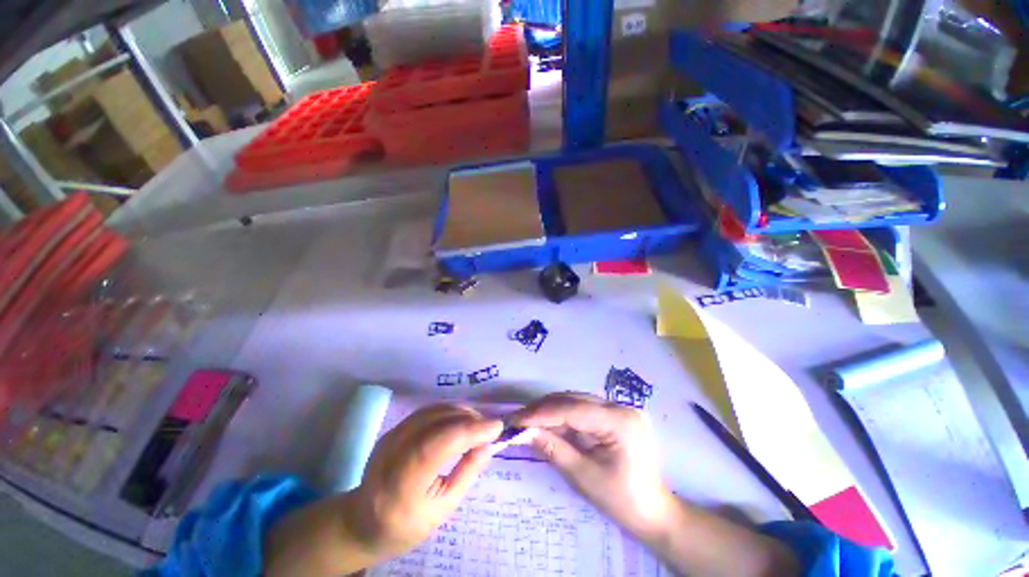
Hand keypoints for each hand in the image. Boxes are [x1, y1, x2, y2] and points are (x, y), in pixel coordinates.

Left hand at [345, 404, 502, 558]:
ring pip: (433, 410)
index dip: (471, 429)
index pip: (441, 442)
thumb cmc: (404, 525)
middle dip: (469, 418)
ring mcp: (391, 436)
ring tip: (477, 424)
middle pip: (437, 421)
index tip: (497, 427)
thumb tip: (487, 445)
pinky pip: (427, 412)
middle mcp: (393, 452)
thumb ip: (466, 473)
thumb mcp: (442, 510)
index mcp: (403, 483)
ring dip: (460, 412)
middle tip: (489, 428)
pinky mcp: (394, 429)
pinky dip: (448, 412)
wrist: (362, 521)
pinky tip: (459, 421)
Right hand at [511, 393, 675, 540]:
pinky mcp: (615, 414)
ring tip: (528, 419)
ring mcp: (620, 408)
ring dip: (551, 410)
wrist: (654, 513)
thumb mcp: (584, 476)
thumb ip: (554, 449)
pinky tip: (548, 421)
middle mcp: (621, 407)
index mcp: (620, 422)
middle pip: (574, 400)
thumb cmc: (622, 501)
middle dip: (544, 409)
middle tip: (518, 418)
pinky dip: (564, 415)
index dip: (542, 413)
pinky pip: (584, 409)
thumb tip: (525, 432)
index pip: (573, 410)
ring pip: (577, 401)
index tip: (517, 419)